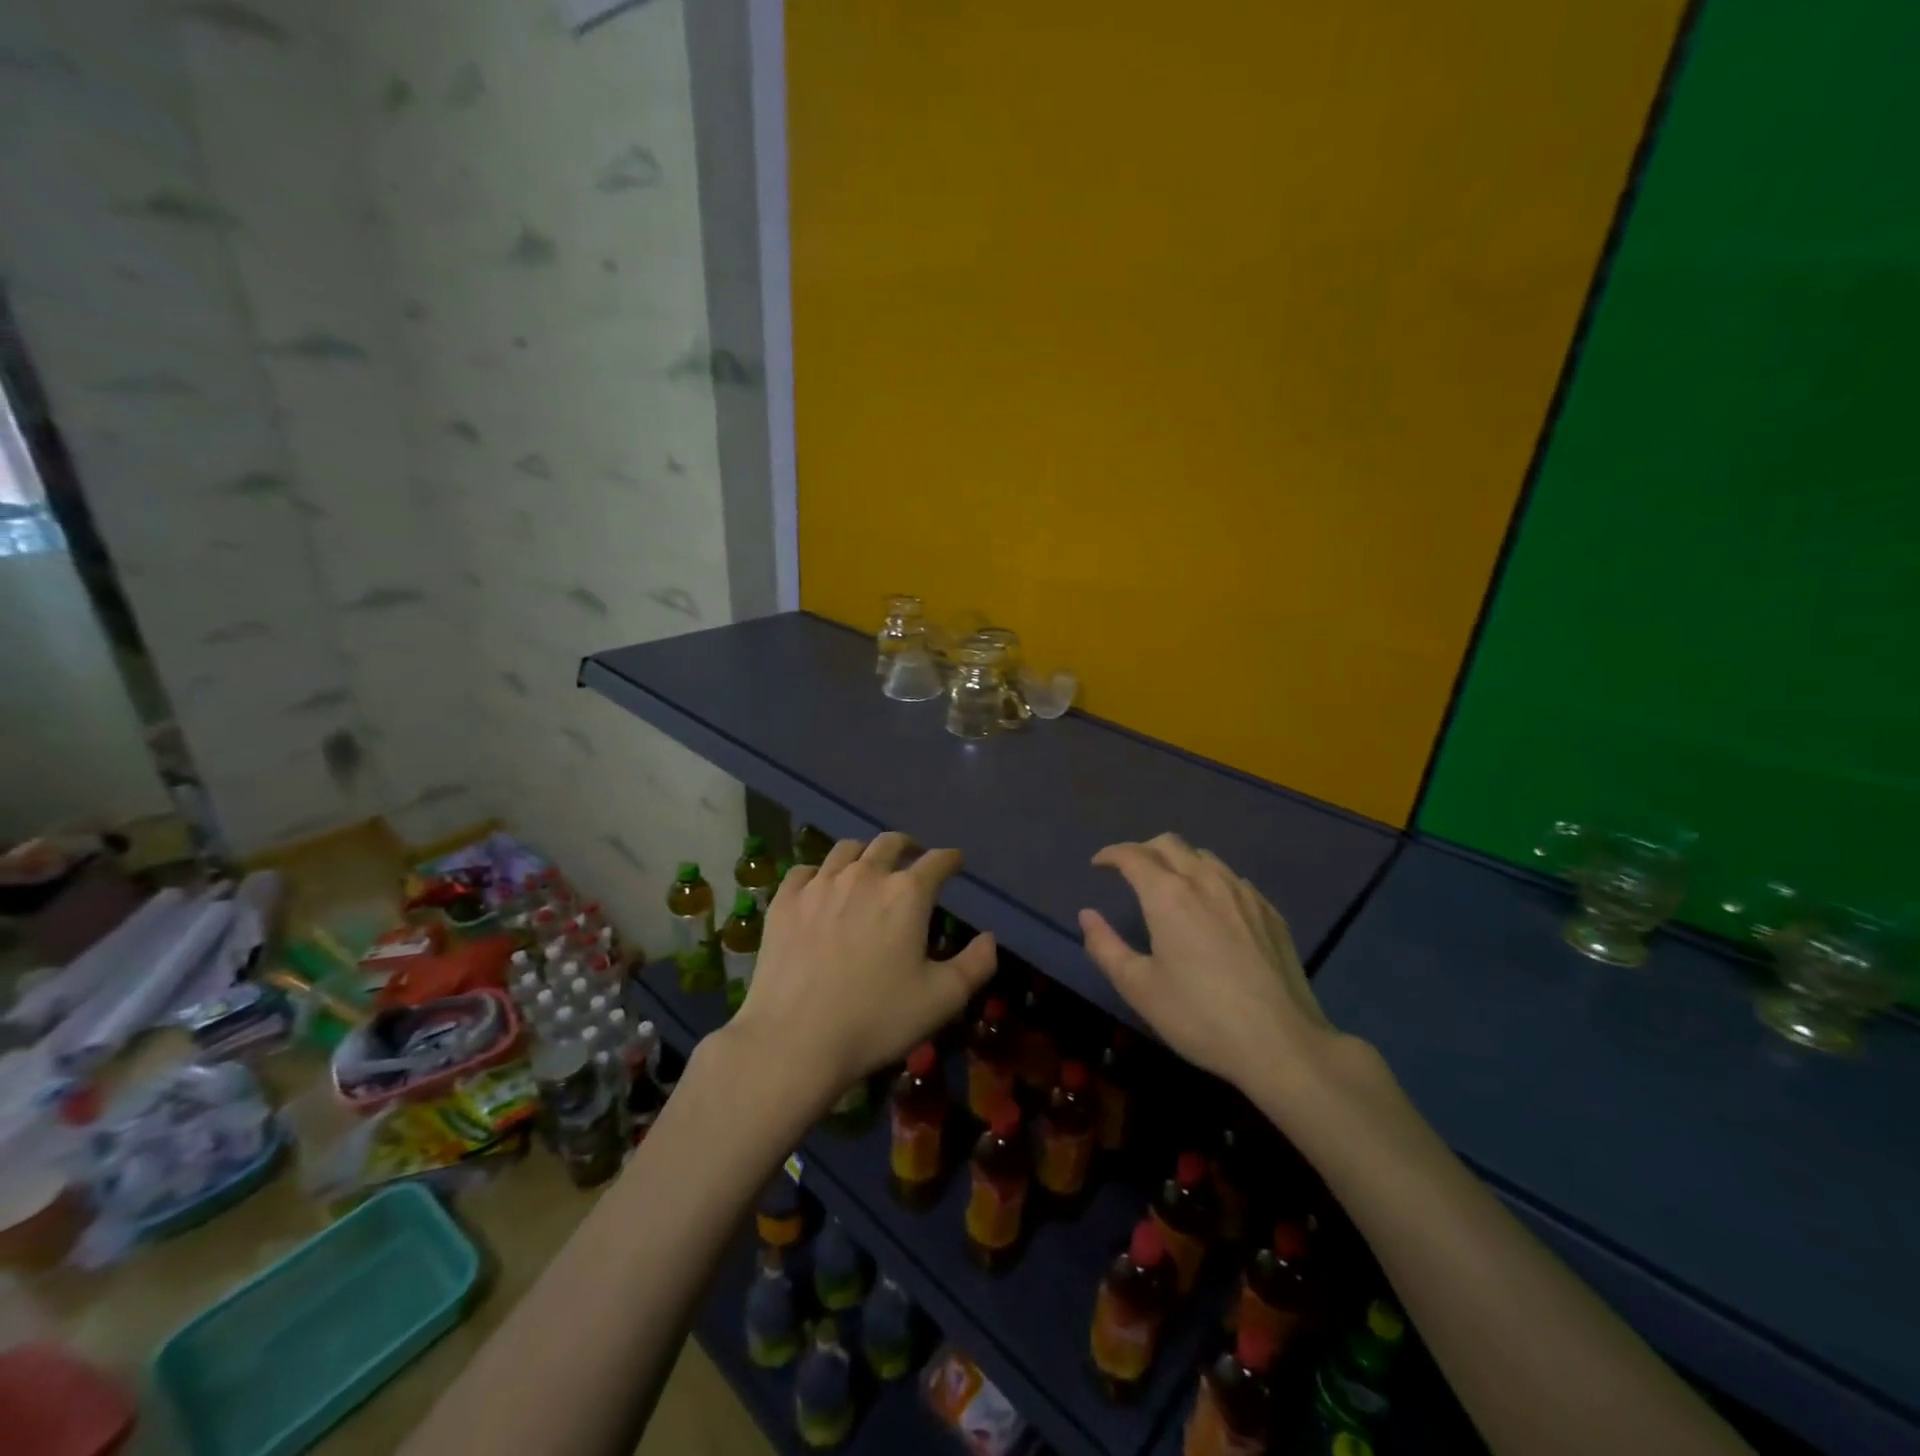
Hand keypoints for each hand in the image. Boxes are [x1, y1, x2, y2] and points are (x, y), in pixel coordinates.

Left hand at [728, 833, 997, 1104]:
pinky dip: (820, 873)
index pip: (937, 861)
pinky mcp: (785, 900)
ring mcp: (820, 884)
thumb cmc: (876, 1020)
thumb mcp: (941, 1000)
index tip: (955, 862)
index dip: (950, 859)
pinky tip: (820, 887)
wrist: (795, 1040)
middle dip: (908, 846)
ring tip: (868, 868)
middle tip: (913, 857)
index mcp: (907, 894)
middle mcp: (865, 875)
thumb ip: (975, 965)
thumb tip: (989, 938)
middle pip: (890, 843)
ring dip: (865, 853)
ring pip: (846, 849)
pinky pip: (805, 870)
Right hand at [1079, 833, 1338, 1090]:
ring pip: (1204, 857)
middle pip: (1169, 843)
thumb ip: (1105, 947)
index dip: (1111, 855)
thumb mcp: (1139, 988)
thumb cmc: (1200, 1016)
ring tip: (1169, 886)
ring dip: (1178, 861)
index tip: (1098, 865)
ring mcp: (1243, 893)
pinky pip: (1232, 879)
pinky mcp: (1269, 912)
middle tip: (1129, 871)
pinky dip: (1210, 880)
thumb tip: (1087, 915)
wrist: (1282, 1043)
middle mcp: (1205, 881)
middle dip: (1143, 849)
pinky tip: (1212, 908)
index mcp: (1168, 895)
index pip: (1132, 855)